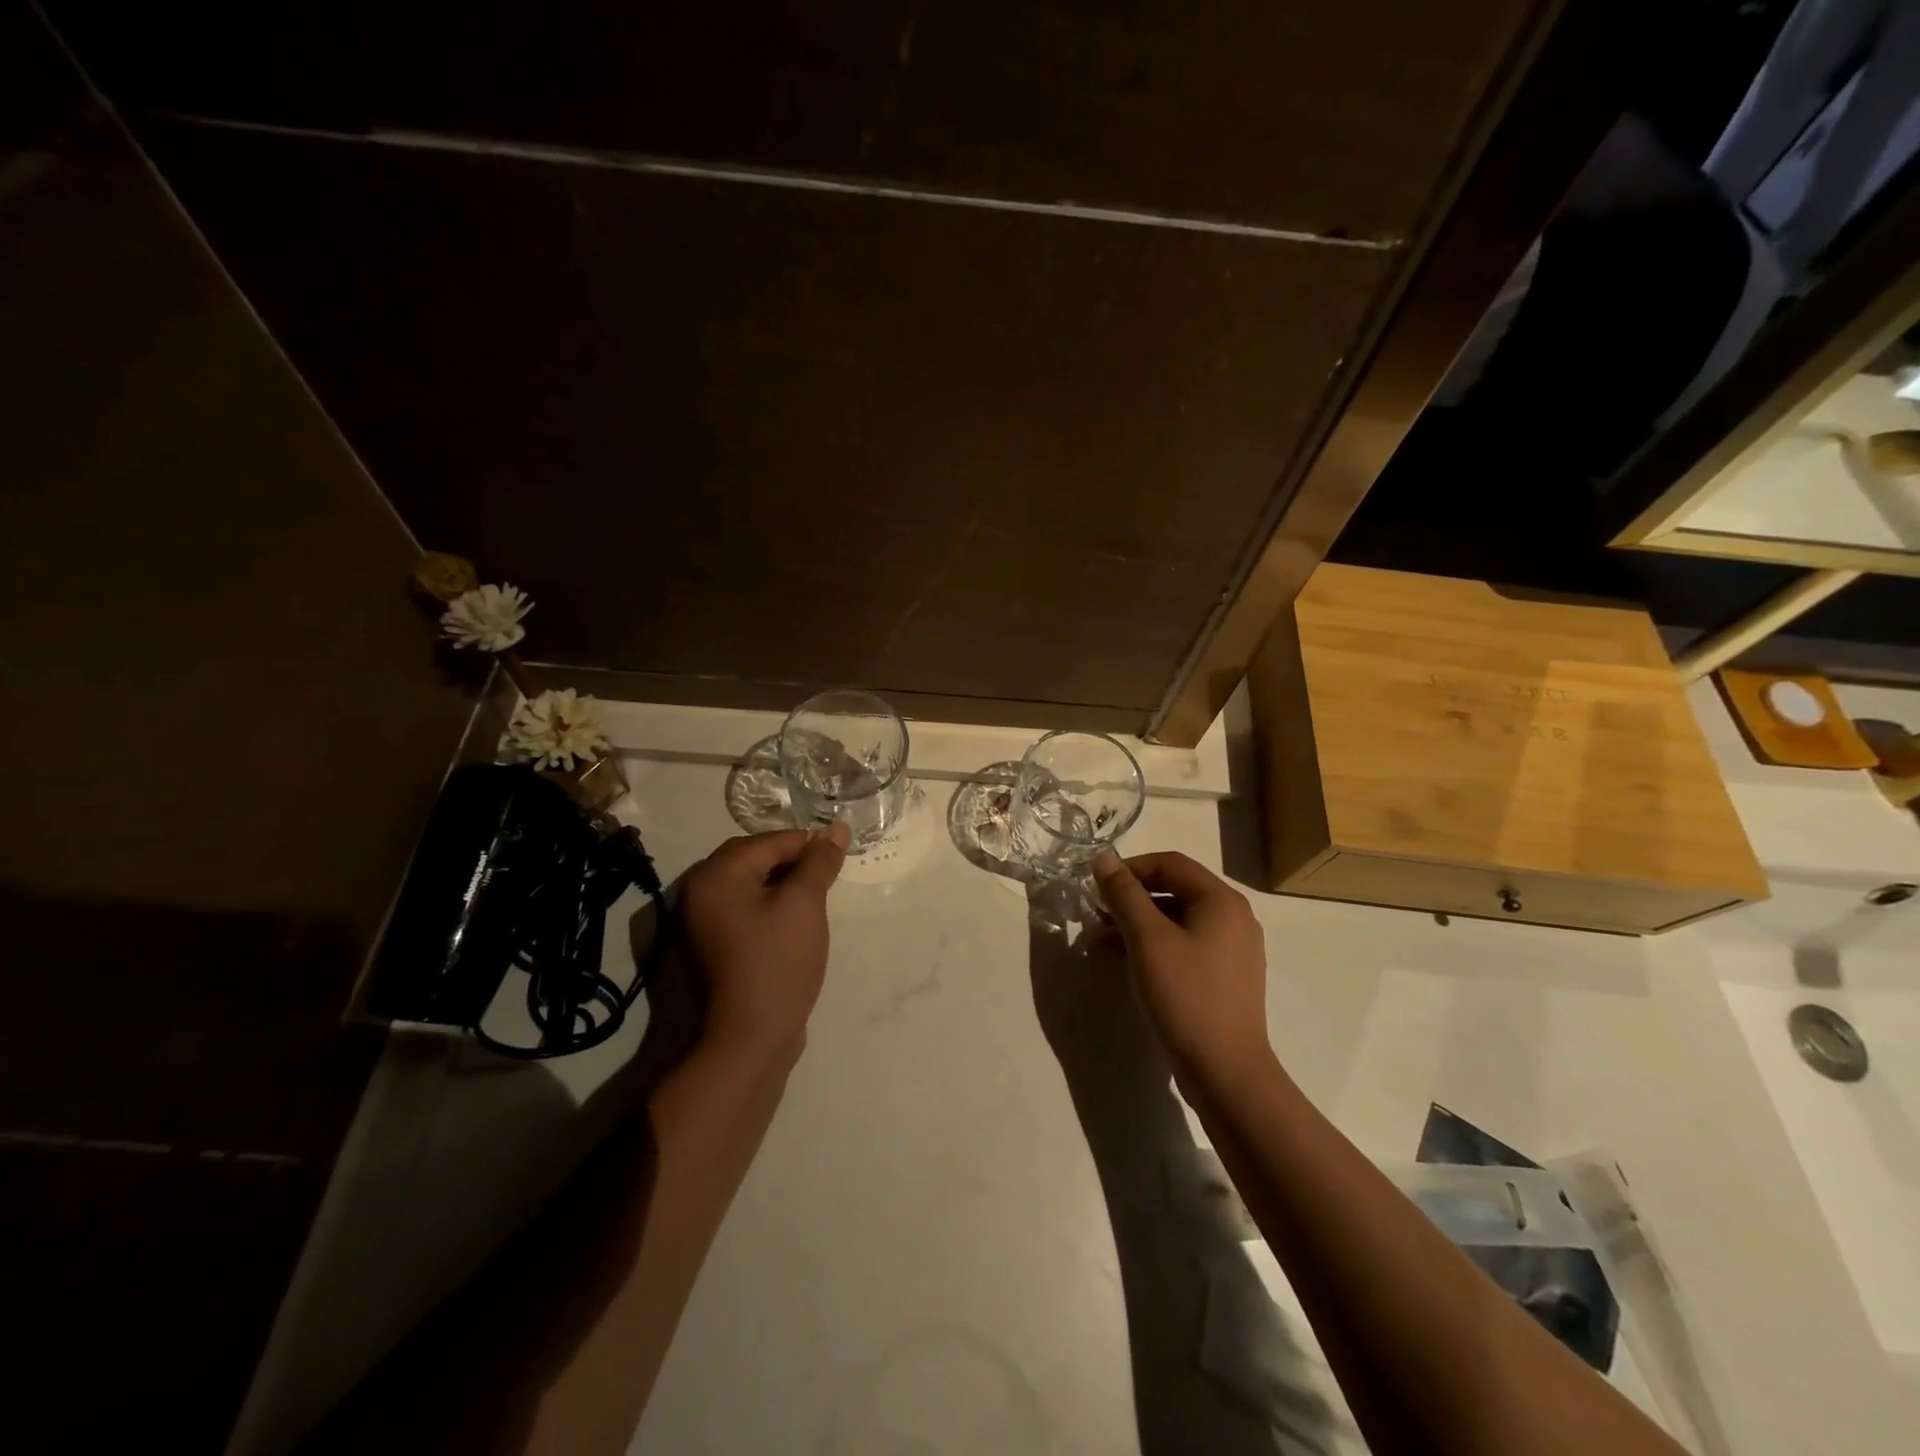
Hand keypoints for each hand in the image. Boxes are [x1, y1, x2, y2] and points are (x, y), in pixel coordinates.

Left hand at [677, 823, 849, 1065]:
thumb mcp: (804, 904)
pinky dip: (770, 906)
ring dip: (783, 885)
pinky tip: (795, 922)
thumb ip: (819, 861)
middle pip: (754, 858)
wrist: (749, 1039)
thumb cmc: (777, 962)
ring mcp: (701, 922)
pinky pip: (744, 909)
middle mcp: (698, 892)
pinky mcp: (712, 946)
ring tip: (814, 901)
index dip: (808, 845)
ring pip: (750, 884)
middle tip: (827, 879)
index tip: (839, 858)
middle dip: (793, 863)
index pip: (769, 841)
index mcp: (715, 875)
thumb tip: (837, 828)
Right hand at [1092, 850, 1272, 1087]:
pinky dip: (1156, 944)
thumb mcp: (1146, 939)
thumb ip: (1123, 894)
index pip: (1170, 863)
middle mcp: (1234, 917)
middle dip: (1132, 898)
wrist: (1225, 1071)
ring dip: (1140, 922)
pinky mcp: (1227, 976)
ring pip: (1179, 919)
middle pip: (1176, 889)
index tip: (1097, 886)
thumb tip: (1103, 857)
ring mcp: (1234, 949)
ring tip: (1103, 939)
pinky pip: (1187, 944)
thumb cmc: (1185, 995)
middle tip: (1096, 913)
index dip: (1130, 868)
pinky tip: (1128, 961)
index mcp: (1221, 900)